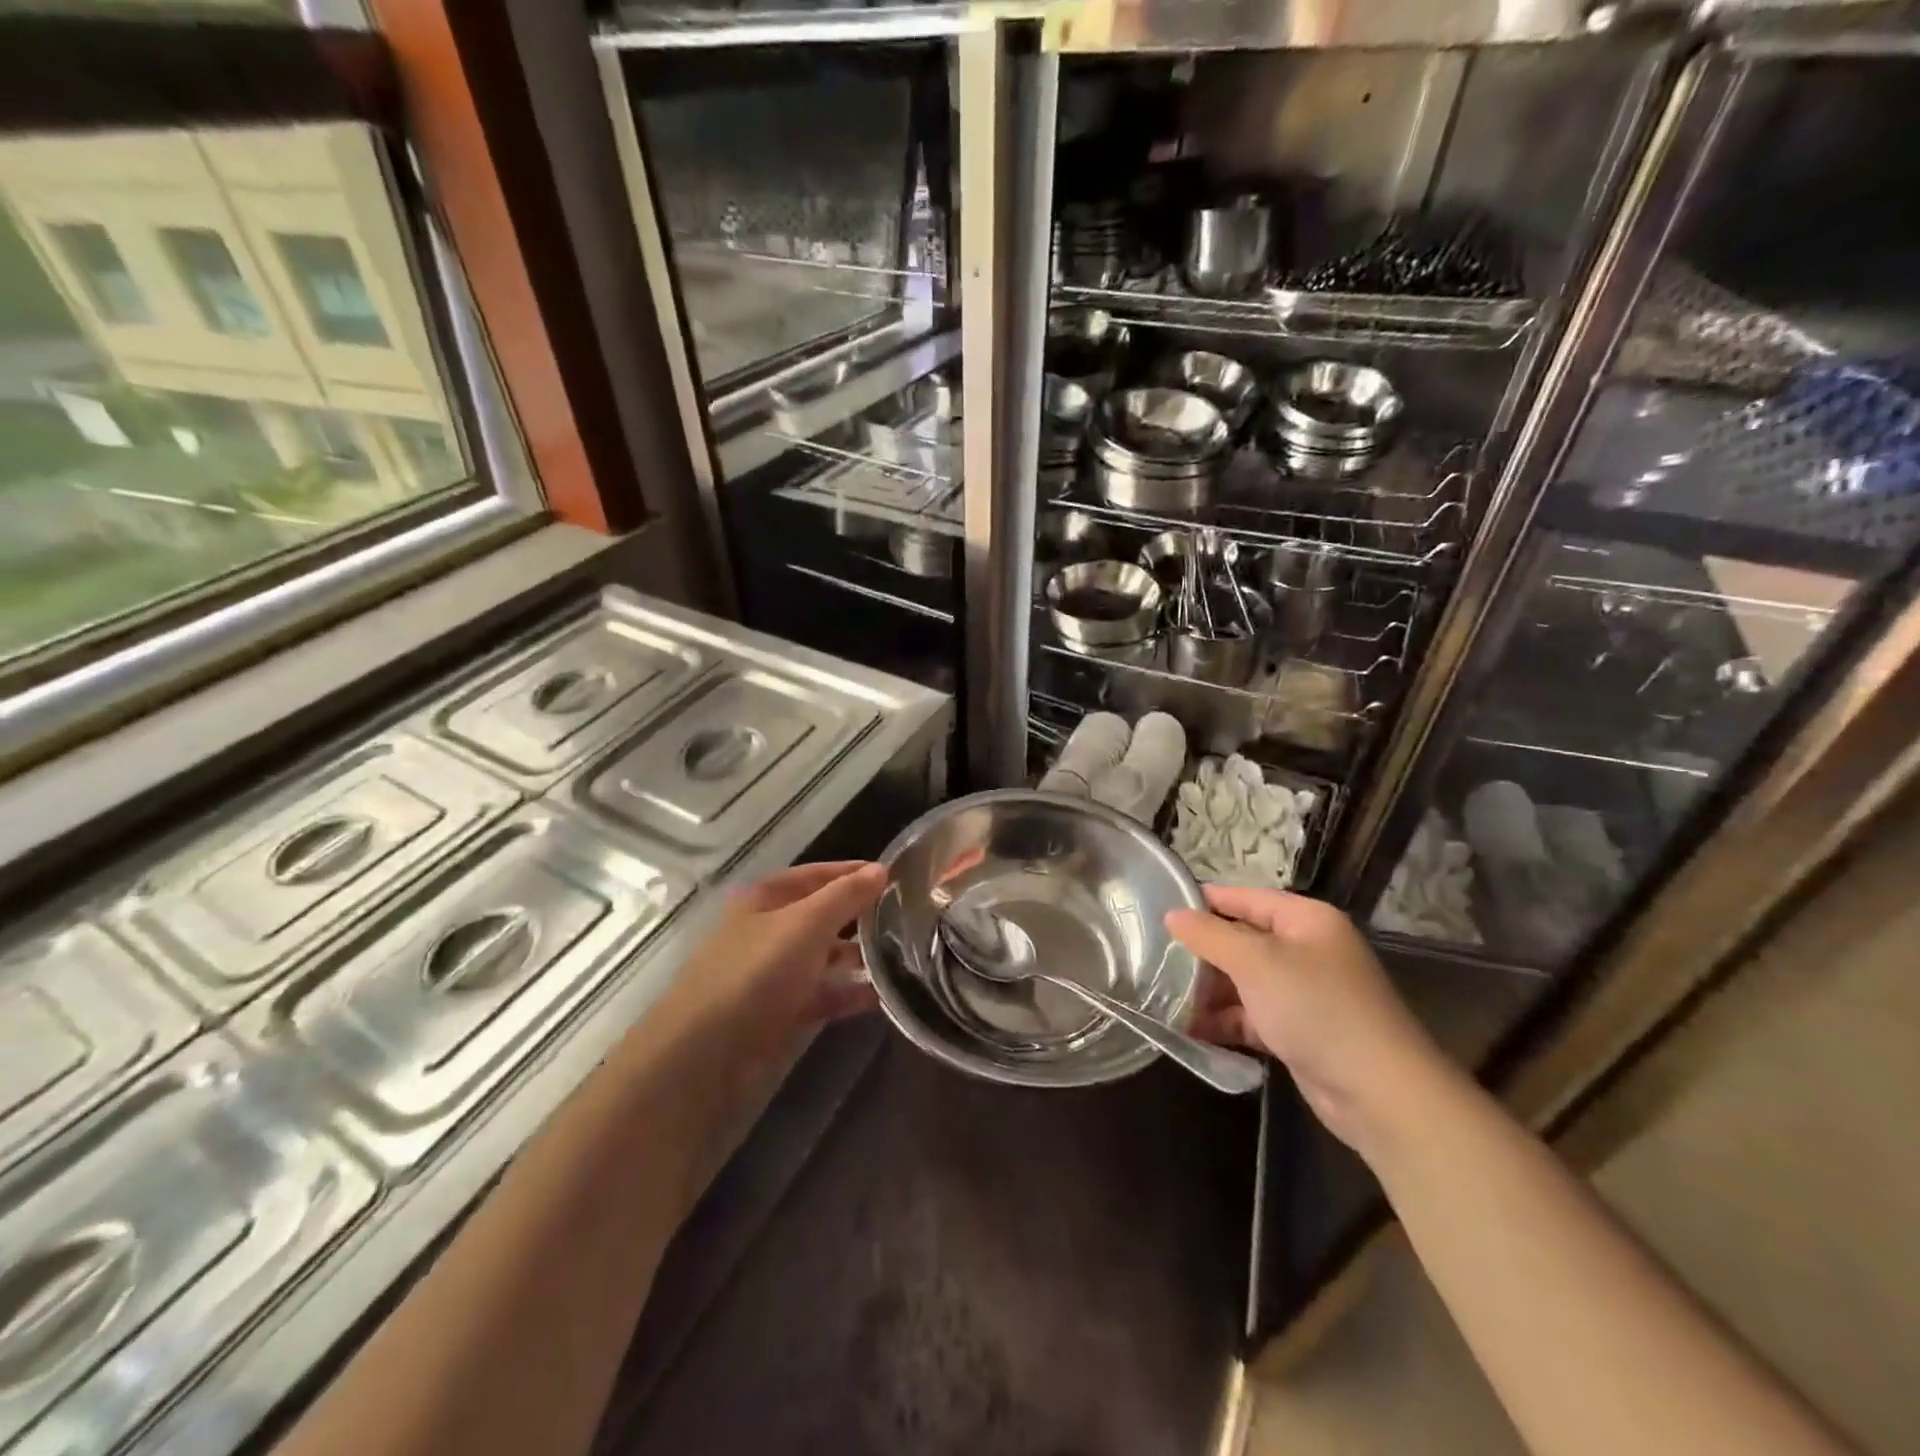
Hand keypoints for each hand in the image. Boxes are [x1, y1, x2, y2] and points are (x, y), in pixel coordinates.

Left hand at [678, 861, 884, 1040]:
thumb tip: (881, 869)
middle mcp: (765, 931)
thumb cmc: (757, 972)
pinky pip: (819, 995)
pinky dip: (846, 994)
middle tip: (904, 919)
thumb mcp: (807, 924)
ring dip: (855, 957)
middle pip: (818, 916)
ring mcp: (769, 973)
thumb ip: (846, 896)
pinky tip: (881, 997)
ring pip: (820, 957)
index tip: (893, 876)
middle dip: (857, 917)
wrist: (705, 1054)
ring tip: (901, 958)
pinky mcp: (776, 1013)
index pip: (814, 874)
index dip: (851, 872)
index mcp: (763, 899)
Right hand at [1167, 887, 1445, 1153]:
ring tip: (1165, 1000)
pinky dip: (1225, 1021)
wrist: (1379, 1093)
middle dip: (1202, 954)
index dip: (1204, 902)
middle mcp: (1306, 949)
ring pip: (1244, 981)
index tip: (1159, 910)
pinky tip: (1191, 1030)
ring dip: (1209, 991)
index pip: (1244, 898)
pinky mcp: (1300, 1031)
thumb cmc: (1316, 1008)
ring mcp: (1304, 992)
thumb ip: (1209, 935)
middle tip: (1155, 961)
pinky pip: (1252, 1015)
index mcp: (1305, 920)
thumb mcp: (1255, 962)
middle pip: (1242, 940)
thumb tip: (1172, 914)